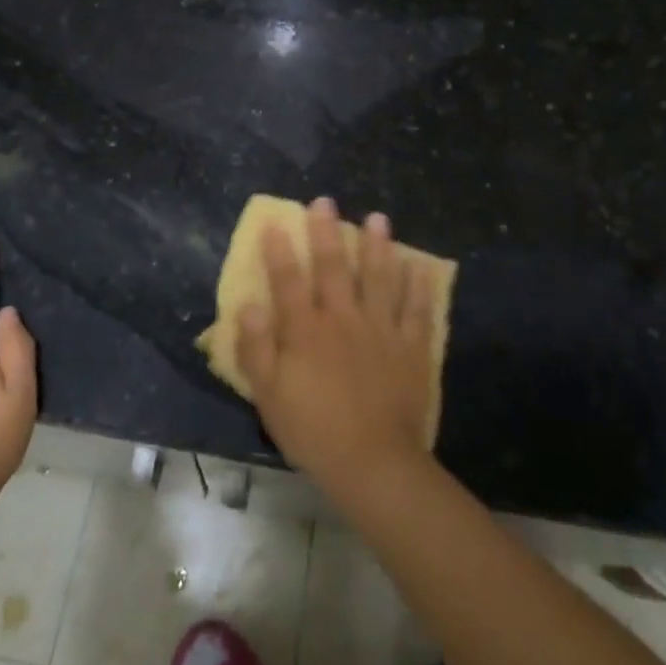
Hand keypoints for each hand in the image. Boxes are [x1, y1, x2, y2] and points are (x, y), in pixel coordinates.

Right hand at [237, 198, 436, 499]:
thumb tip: (247, 304)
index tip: (276, 222)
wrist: (373, 462)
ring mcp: (381, 330)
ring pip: (379, 278)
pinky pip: (416, 309)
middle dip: (327, 232)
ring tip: (378, 219)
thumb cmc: (313, 430)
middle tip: (325, 202)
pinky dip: (417, 286)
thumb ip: (256, 347)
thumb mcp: (269, 395)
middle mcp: (343, 319)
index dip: (280, 250)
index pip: (288, 280)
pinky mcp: (410, 347)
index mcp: (306, 330)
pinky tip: (418, 265)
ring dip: (377, 246)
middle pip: (334, 267)